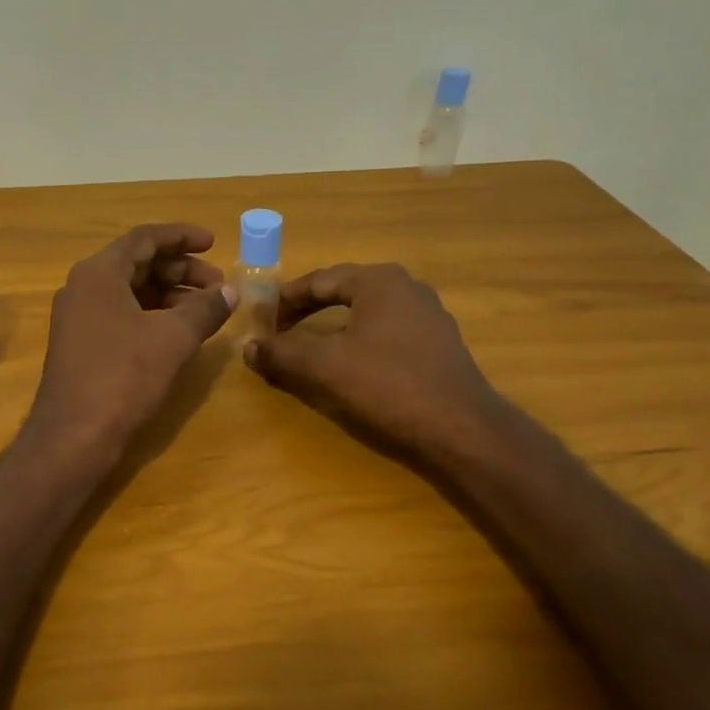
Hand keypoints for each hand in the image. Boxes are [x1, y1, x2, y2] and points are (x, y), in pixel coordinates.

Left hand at [27, 223, 235, 458]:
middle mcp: (83, 287)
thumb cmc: (123, 376)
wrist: (74, 436)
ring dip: (169, 295)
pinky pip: (122, 315)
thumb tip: (231, 291)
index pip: (145, 239)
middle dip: (181, 270)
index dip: (182, 237)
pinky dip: (152, 316)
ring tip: (206, 310)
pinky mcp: (81, 345)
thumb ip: (205, 309)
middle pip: (138, 264)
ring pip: (131, 292)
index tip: (214, 243)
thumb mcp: (173, 338)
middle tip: (217, 285)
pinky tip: (179, 333)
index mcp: (99, 273)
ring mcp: (79, 318)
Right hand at [243, 263, 500, 458]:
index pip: (320, 280)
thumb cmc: (387, 386)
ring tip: (312, 348)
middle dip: (310, 310)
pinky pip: (388, 332)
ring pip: (367, 313)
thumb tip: (249, 348)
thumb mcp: (324, 369)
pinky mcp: (440, 344)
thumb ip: (282, 355)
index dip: (286, 300)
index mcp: (378, 281)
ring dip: (335, 327)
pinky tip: (353, 366)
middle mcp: (407, 287)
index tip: (263, 320)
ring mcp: (429, 315)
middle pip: (345, 291)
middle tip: (282, 331)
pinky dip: (361, 342)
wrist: (461, 429)